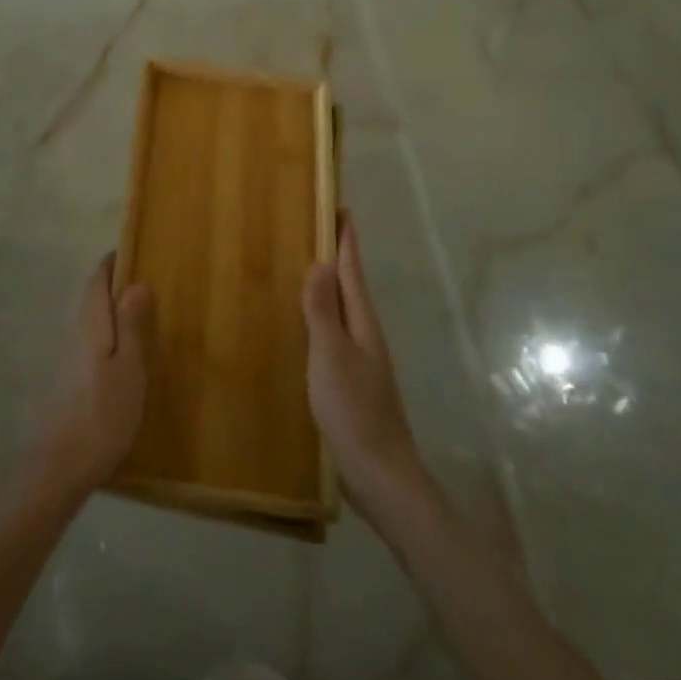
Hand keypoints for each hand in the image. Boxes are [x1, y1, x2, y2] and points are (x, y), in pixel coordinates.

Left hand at [23, 253, 154, 503]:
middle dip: (114, 284)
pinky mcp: (69, 380)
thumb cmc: (102, 413)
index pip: (97, 279)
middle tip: (146, 281)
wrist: (60, 468)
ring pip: (91, 320)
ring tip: (141, 314)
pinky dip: (108, 335)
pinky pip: (91, 342)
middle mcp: (75, 333)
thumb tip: (136, 282)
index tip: (134, 251)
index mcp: (90, 323)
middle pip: (92, 297)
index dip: (113, 263)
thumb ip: (130, 324)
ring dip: (111, 311)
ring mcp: (69, 358)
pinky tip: (124, 354)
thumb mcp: (128, 368)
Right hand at [304, 212, 424, 522]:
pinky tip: (300, 324)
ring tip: (299, 266)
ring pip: (341, 309)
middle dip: (334, 254)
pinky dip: (319, 315)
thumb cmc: (355, 410)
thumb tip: (320, 261)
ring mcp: (360, 358)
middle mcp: (364, 333)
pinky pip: (332, 333)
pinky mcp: (350, 380)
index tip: (338, 204)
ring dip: (325, 285)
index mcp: (362, 322)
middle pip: (349, 284)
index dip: (345, 237)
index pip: (353, 268)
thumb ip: (323, 310)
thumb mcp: (332, 355)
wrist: (380, 474)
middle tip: (309, 226)